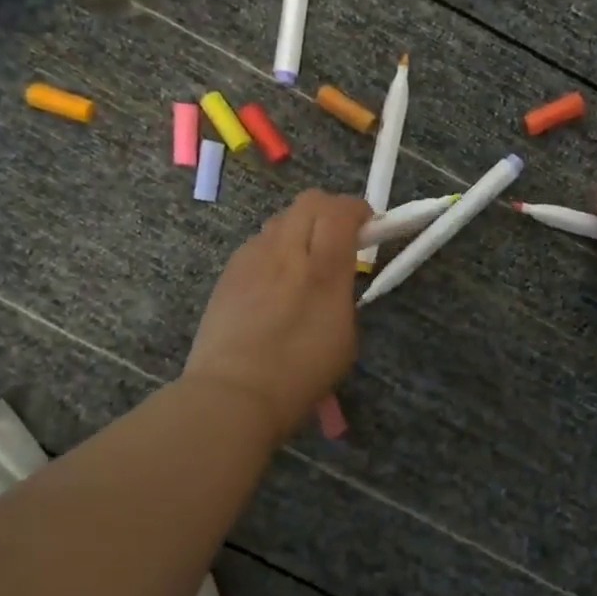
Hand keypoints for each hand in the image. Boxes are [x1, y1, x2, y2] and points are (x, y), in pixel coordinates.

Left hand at [184, 190, 370, 442]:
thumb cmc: (300, 375)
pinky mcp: (229, 271)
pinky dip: (275, 250)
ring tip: (304, 263)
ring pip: (281, 220)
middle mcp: (286, 252)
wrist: (233, 393)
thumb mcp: (344, 336)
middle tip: (339, 238)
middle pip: (310, 202)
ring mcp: (252, 257)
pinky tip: (274, 284)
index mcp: (323, 269)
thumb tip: (337, 274)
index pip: (342, 210)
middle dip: (330, 211)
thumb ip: (342, 292)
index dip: (358, 211)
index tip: (367, 228)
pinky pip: (259, 244)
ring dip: (300, 229)